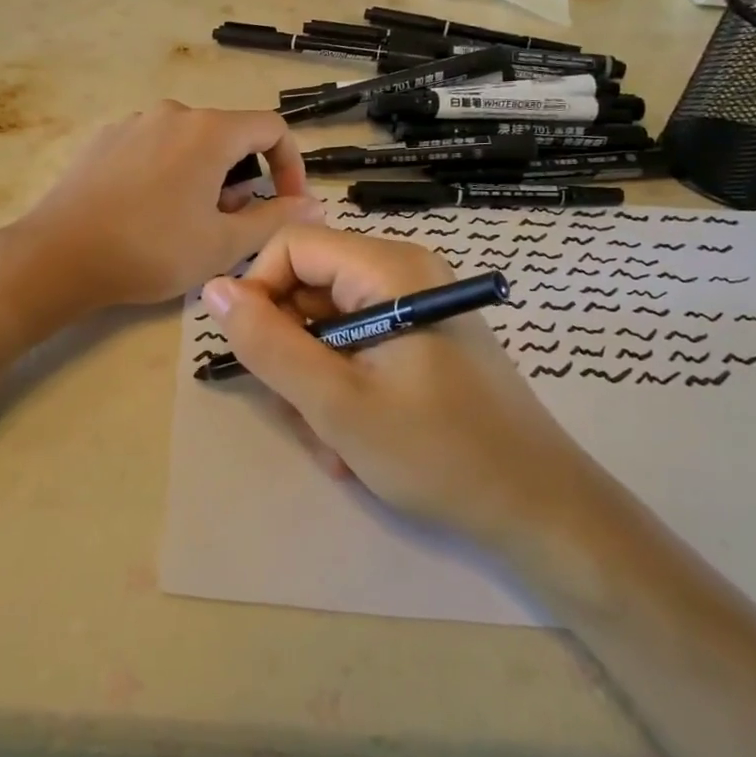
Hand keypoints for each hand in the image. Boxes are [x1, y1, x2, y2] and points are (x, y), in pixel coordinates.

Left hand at [13, 103, 323, 310]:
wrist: (58, 255)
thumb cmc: (150, 250)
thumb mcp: (223, 244)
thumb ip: (276, 219)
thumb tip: (315, 205)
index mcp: (209, 131)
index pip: (272, 128)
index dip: (291, 166)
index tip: (286, 204)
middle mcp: (173, 114)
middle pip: (229, 136)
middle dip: (243, 178)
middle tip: (230, 225)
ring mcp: (133, 123)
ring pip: (190, 143)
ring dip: (206, 177)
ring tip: (189, 223)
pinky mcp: (104, 140)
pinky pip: (154, 148)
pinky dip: (169, 172)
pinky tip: (148, 212)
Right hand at [201, 225, 577, 542]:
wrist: (540, 510)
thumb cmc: (439, 453)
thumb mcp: (336, 404)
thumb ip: (268, 344)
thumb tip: (215, 289)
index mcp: (389, 269)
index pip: (291, 246)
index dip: (258, 292)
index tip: (254, 354)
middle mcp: (403, 273)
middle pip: (308, 285)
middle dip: (290, 350)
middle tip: (302, 412)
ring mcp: (414, 306)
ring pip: (326, 323)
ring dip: (314, 380)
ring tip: (334, 439)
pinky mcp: (421, 338)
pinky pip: (356, 345)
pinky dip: (342, 387)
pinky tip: (357, 438)